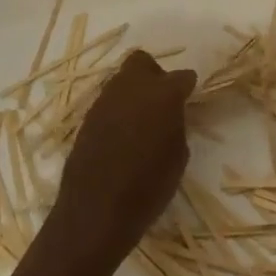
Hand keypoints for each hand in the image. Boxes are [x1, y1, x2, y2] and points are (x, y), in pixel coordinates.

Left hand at [52, 51, 196, 260]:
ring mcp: (104, 101)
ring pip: (121, 80)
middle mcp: (132, 88)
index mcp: (163, 94)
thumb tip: (169, 117)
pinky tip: (121, 137)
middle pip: (142, 62)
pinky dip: (117, 112)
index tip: (189, 99)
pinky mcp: (86, 119)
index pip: (182, 77)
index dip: (187, 88)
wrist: (95, 213)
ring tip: (140, 122)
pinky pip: (107, 104)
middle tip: (161, 101)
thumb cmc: (148, 188)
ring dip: (133, 93)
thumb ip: (176, 125)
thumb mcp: (178, 157)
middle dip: (154, 75)